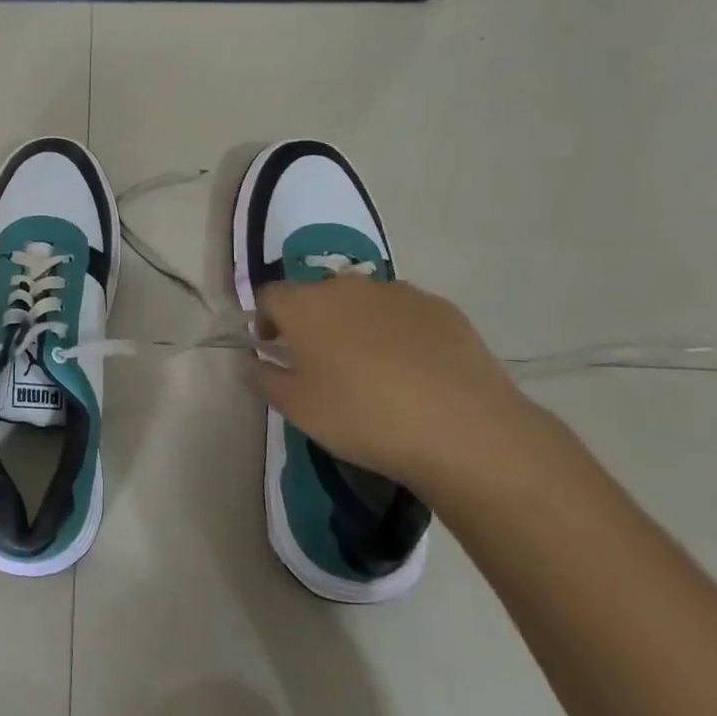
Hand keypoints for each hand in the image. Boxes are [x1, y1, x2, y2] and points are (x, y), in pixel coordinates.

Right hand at [244, 273, 553, 494]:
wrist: (463, 429)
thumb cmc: (362, 417)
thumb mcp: (298, 409)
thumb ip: (265, 379)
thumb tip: (253, 362)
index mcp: (305, 305)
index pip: (269, 296)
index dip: (265, 320)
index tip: (274, 350)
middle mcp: (347, 286)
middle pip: (317, 295)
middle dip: (313, 322)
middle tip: (322, 363)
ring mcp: (398, 292)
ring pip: (363, 302)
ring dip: (356, 325)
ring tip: (372, 369)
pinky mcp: (441, 308)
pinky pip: (405, 314)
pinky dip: (398, 332)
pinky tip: (414, 372)